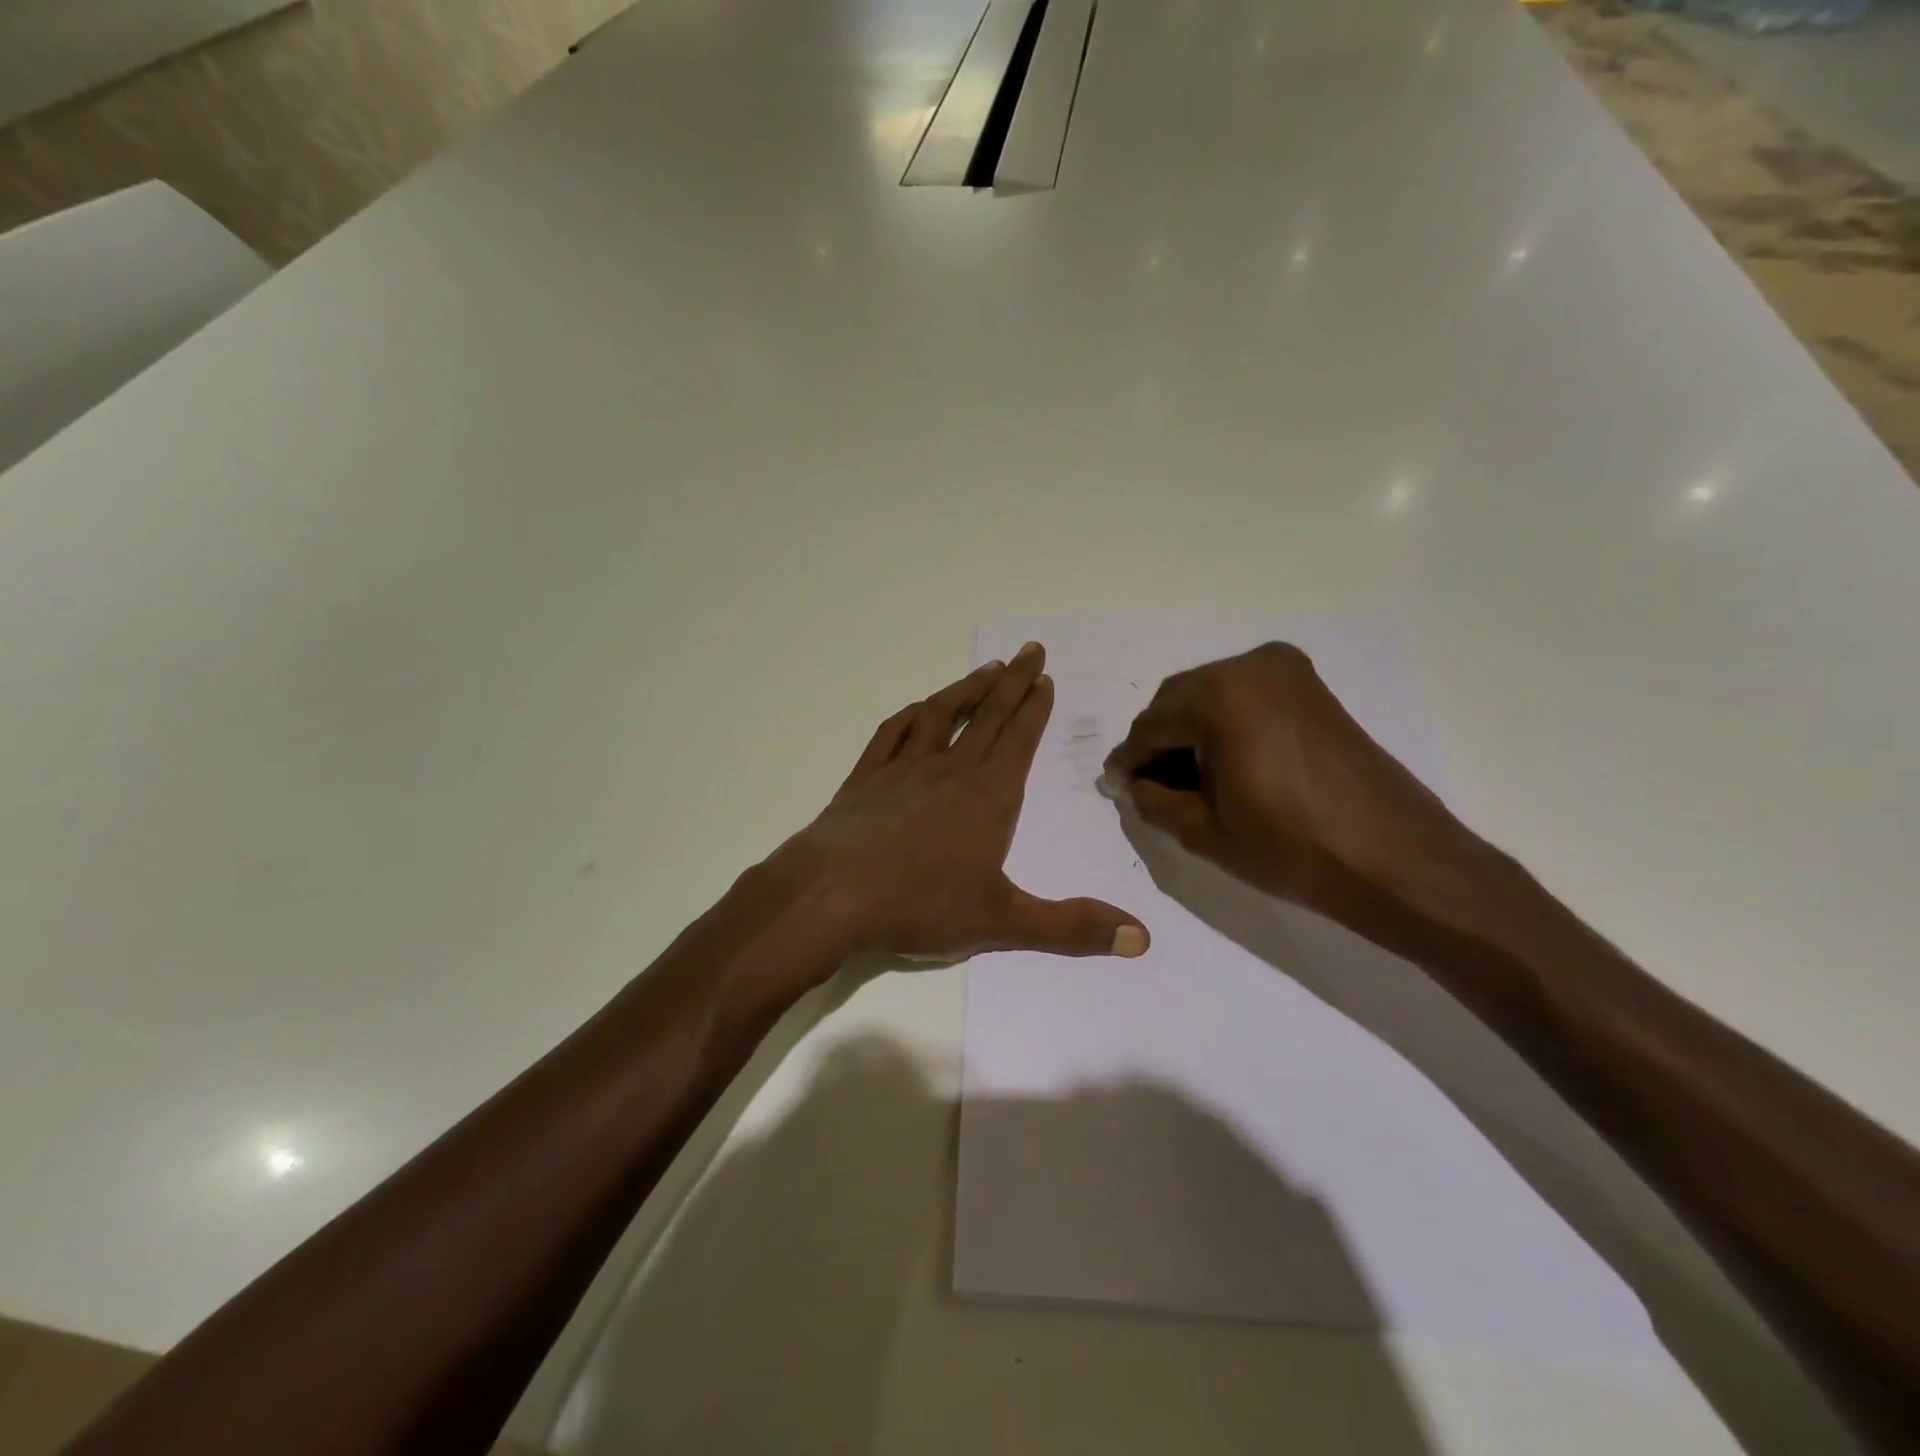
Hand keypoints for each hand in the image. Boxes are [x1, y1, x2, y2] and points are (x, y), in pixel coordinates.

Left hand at [783, 643, 1150, 962]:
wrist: (831, 895)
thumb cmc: (921, 904)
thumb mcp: (1003, 922)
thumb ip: (1071, 927)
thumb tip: (1142, 939)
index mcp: (988, 796)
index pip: (1019, 739)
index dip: (1035, 707)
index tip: (1045, 677)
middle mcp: (949, 770)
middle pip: (987, 715)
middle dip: (1013, 682)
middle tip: (1029, 650)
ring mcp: (903, 769)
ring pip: (941, 715)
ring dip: (966, 689)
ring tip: (986, 668)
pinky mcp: (865, 778)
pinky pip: (892, 733)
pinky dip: (910, 715)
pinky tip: (918, 709)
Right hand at [1103, 643, 1472, 924]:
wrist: (1396, 859)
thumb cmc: (1292, 848)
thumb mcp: (1203, 831)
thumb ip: (1152, 799)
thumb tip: (1132, 783)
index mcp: (1220, 697)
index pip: (1151, 725)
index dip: (1129, 759)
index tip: (1117, 786)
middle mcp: (1250, 667)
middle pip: (1178, 700)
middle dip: (1159, 741)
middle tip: (1150, 786)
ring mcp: (1286, 672)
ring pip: (1210, 695)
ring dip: (1190, 731)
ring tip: (1187, 780)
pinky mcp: (1310, 687)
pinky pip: (1245, 696)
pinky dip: (1224, 723)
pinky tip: (1223, 763)